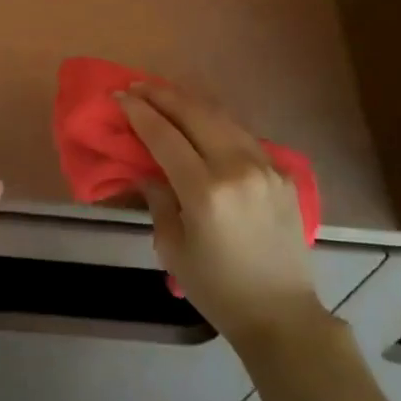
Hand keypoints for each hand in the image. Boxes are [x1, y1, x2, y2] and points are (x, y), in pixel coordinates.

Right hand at [121, 80, 327, 350]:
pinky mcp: (282, 172)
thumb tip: (149, 169)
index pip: (165, 136)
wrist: (282, 314)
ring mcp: (265, 166)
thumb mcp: (172, 249)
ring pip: (222, 116)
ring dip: (189, 101)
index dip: (139, 113)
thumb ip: (159, 200)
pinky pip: (243, 135)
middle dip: (162, 95)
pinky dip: (217, 121)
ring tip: (165, 94)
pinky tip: (201, 120)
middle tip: (137, 86)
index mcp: (206, 191)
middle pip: (195, 114)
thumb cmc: (218, 288)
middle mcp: (237, 168)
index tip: (118, 96)